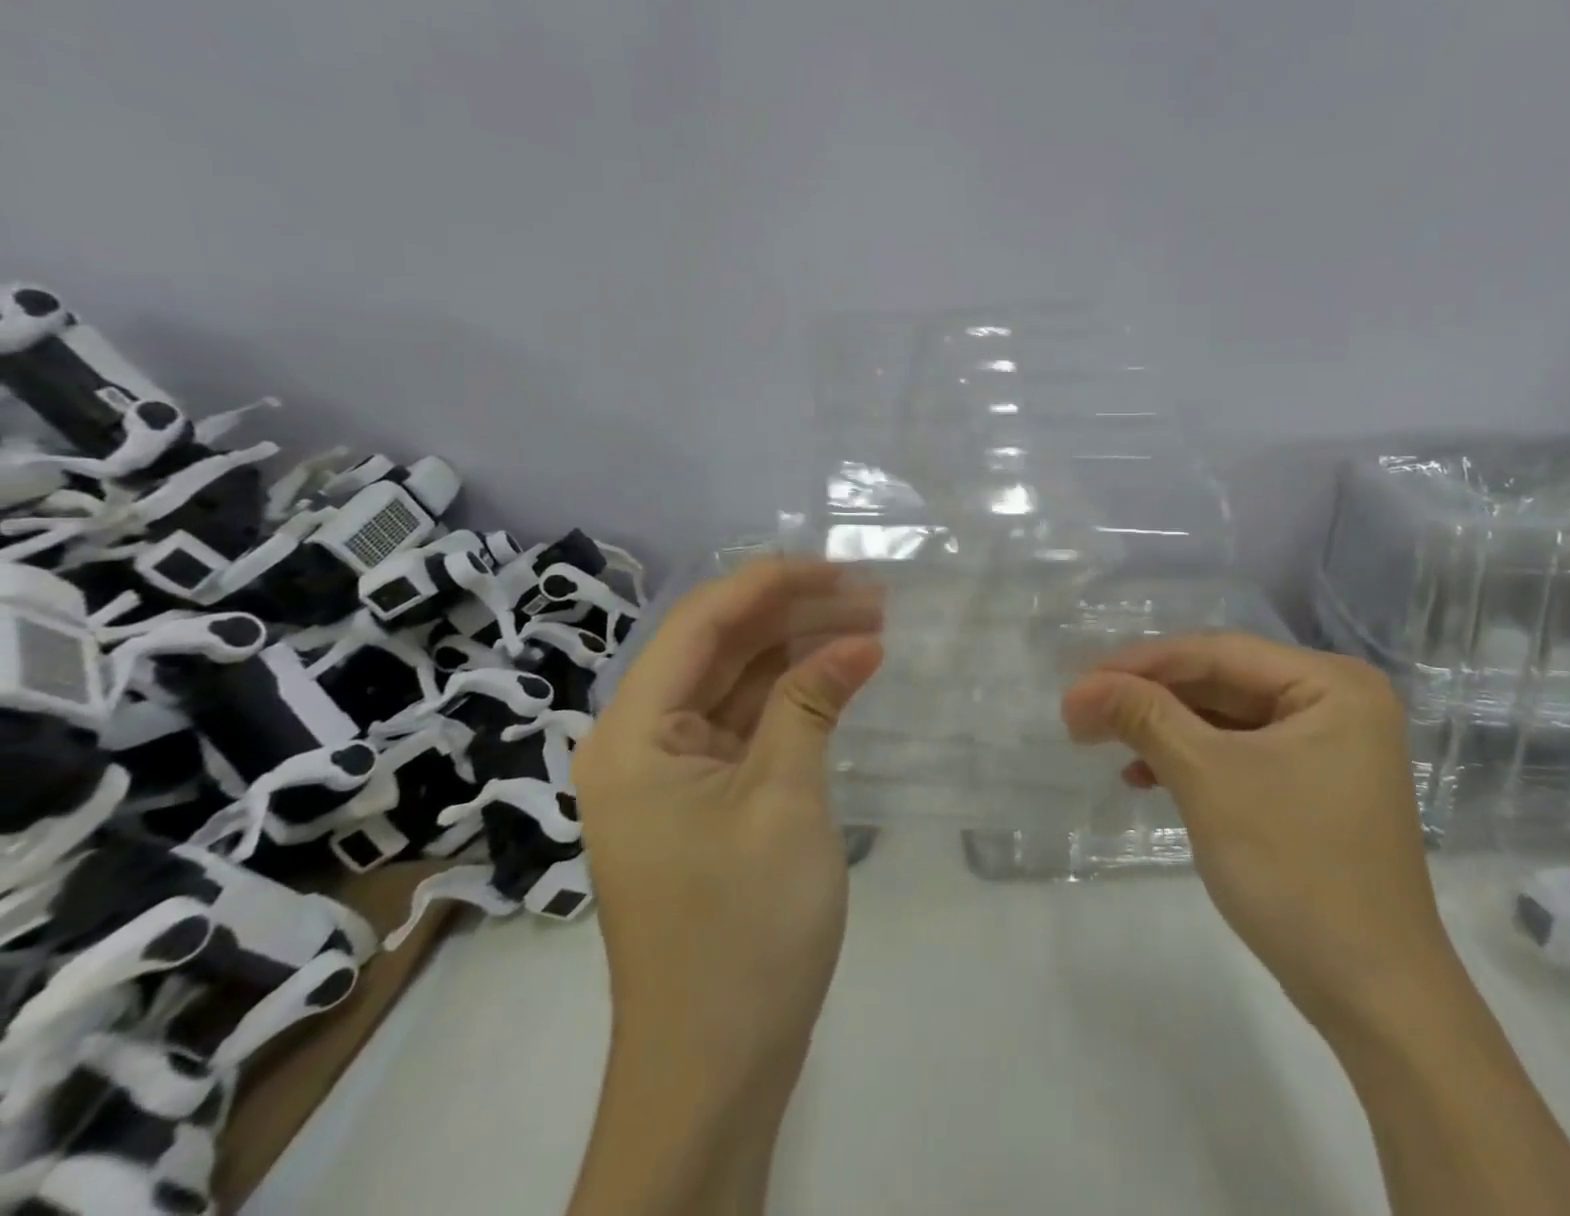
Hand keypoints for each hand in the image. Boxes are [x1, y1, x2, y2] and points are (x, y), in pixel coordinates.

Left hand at [573, 557, 882, 1076]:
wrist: (715, 1069)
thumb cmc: (741, 930)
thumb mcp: (784, 799)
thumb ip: (813, 702)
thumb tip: (861, 637)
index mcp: (632, 734)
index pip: (698, 623)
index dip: (769, 582)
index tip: (839, 566)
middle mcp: (639, 741)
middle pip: (717, 646)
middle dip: (791, 612)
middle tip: (870, 595)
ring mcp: (670, 771)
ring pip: (735, 681)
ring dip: (797, 649)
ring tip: (869, 625)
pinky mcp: (702, 797)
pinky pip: (746, 722)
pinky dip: (792, 695)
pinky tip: (841, 675)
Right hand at [1060, 634, 1451, 1030]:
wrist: (1374, 999)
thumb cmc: (1296, 870)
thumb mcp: (1209, 780)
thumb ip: (1144, 717)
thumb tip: (1080, 686)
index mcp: (1331, 684)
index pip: (1217, 653)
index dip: (1141, 663)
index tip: (1079, 681)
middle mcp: (1335, 702)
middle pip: (1221, 681)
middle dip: (1149, 697)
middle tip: (1083, 710)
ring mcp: (1327, 746)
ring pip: (1224, 717)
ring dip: (1163, 728)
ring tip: (1101, 740)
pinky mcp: (1311, 786)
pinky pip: (1239, 752)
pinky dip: (1190, 760)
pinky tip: (1143, 775)